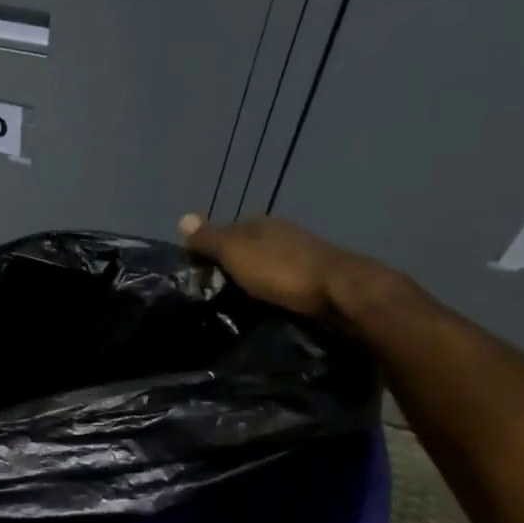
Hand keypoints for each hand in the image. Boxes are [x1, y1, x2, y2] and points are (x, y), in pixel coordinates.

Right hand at [178, 212, 391, 322]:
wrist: (341, 293)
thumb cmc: (282, 270)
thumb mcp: (236, 253)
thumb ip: (210, 238)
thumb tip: (182, 217)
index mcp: (261, 223)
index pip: (226, 229)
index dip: (209, 247)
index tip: (195, 271)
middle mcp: (281, 234)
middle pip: (248, 247)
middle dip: (232, 264)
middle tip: (211, 291)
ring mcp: (301, 256)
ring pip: (266, 265)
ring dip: (252, 279)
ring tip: (234, 303)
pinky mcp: (315, 280)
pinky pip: (282, 283)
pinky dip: (271, 291)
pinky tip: (264, 305)